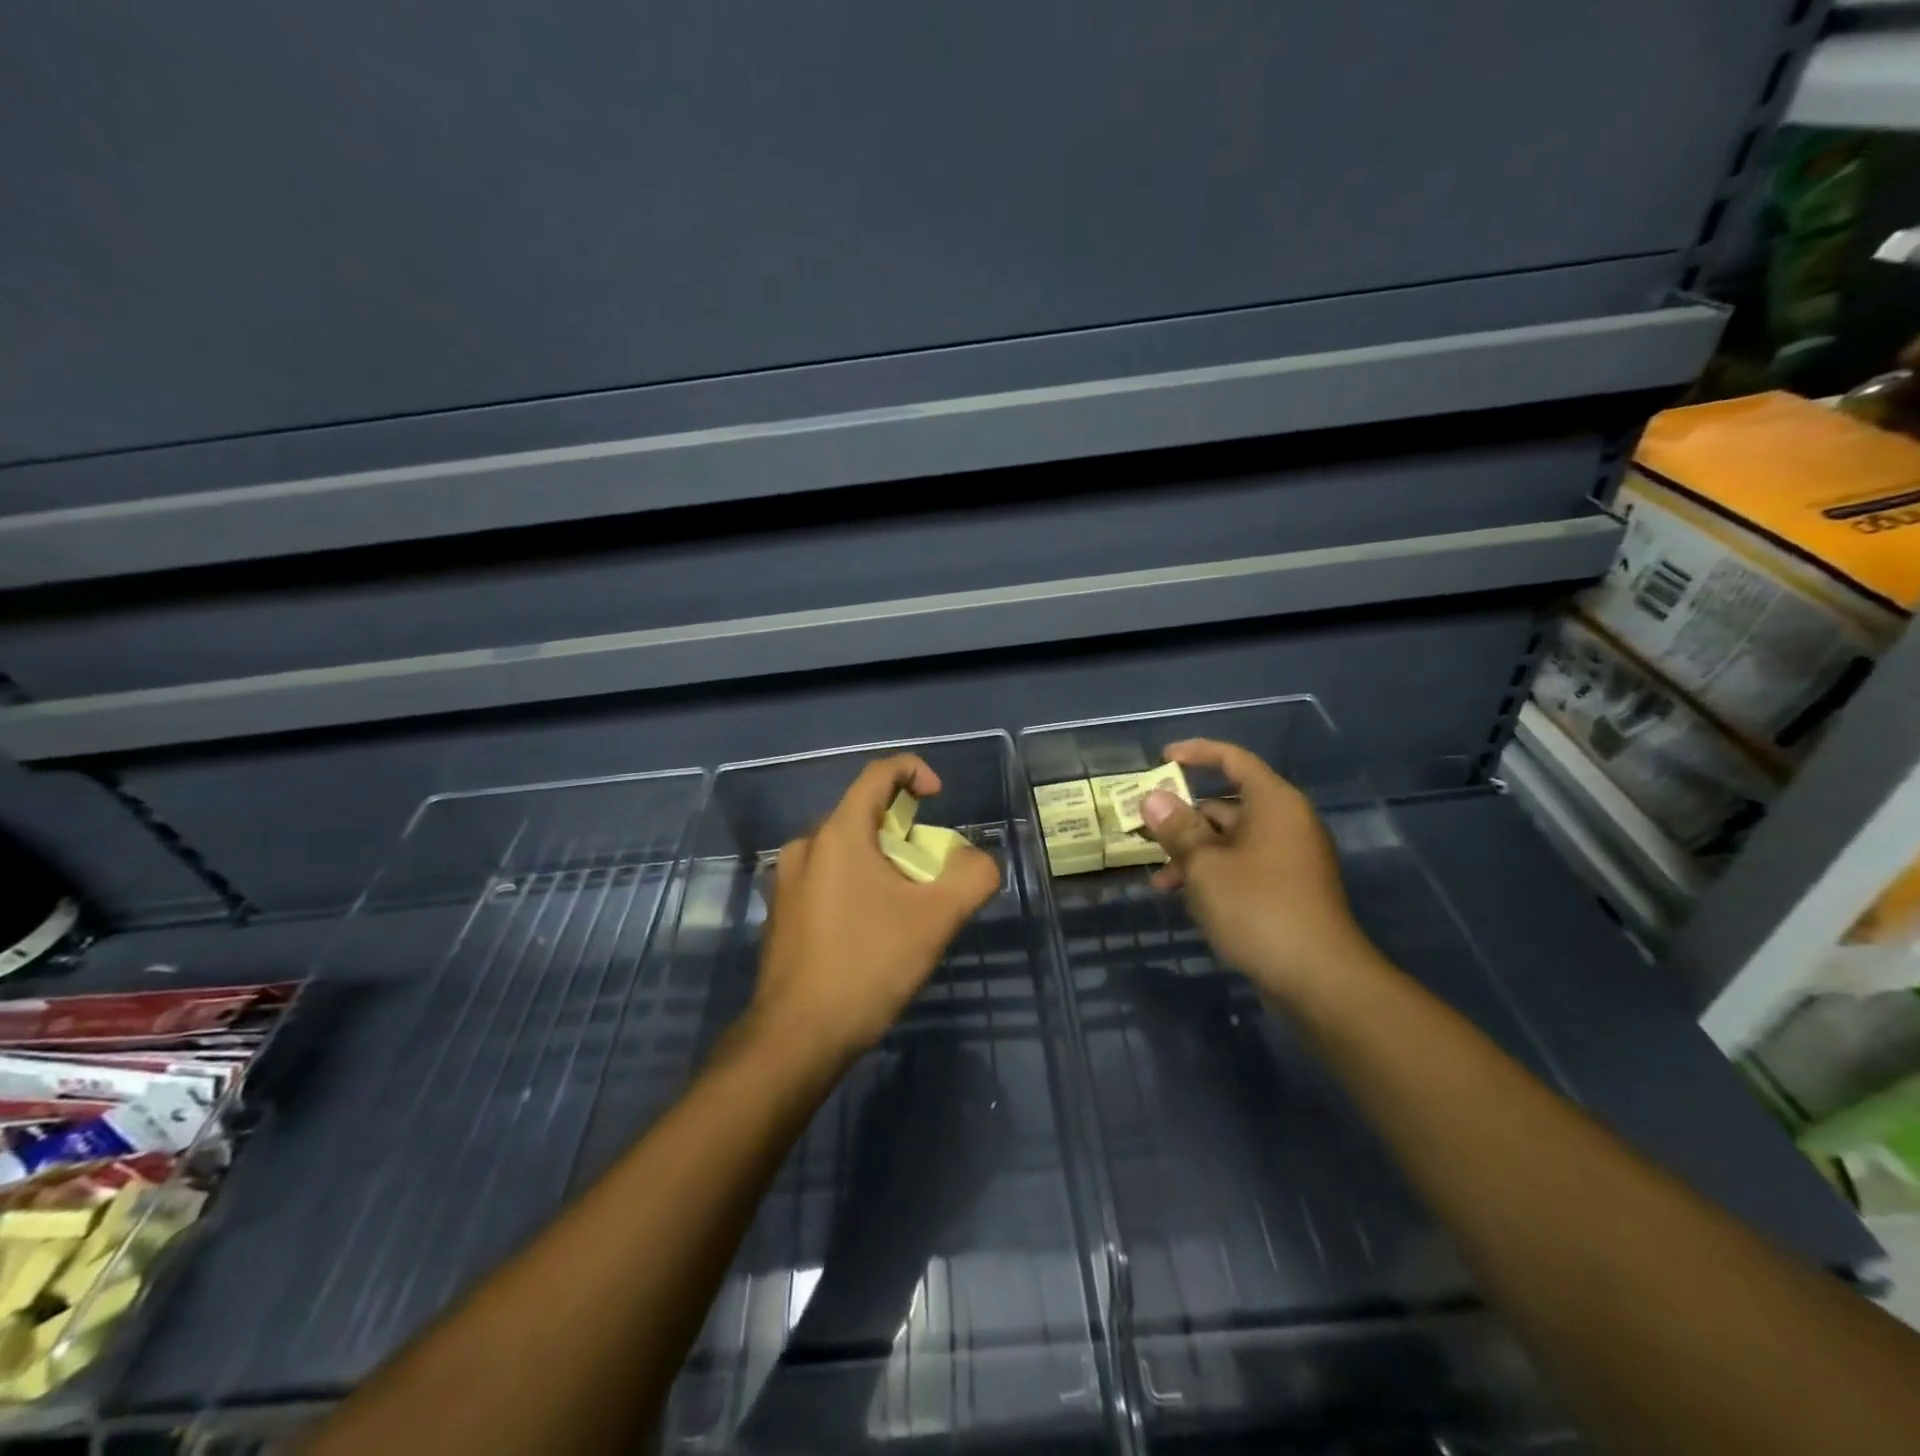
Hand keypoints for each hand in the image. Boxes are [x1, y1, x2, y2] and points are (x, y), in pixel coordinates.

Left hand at [753, 754, 1000, 1059]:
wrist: (797, 1037)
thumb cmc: (867, 966)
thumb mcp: (936, 920)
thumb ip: (971, 877)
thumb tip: (976, 860)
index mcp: (838, 834)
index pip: (878, 774)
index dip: (914, 772)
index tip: (939, 798)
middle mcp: (806, 846)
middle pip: (864, 815)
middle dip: (905, 833)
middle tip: (931, 873)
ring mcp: (787, 881)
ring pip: (846, 851)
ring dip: (883, 863)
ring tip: (907, 908)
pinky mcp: (781, 912)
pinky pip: (828, 878)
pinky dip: (858, 885)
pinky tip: (872, 932)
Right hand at [1139, 739, 1379, 1001]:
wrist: (1319, 979)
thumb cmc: (1258, 908)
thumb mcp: (1205, 865)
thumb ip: (1177, 828)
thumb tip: (1153, 797)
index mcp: (1273, 803)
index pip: (1232, 759)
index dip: (1196, 753)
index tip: (1161, 759)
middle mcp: (1284, 823)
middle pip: (1226, 802)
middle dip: (1182, 816)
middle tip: (1143, 828)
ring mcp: (1287, 858)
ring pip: (1229, 839)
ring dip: (1191, 851)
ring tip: (1158, 877)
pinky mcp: (1285, 889)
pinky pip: (1240, 865)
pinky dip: (1211, 872)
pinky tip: (1183, 896)